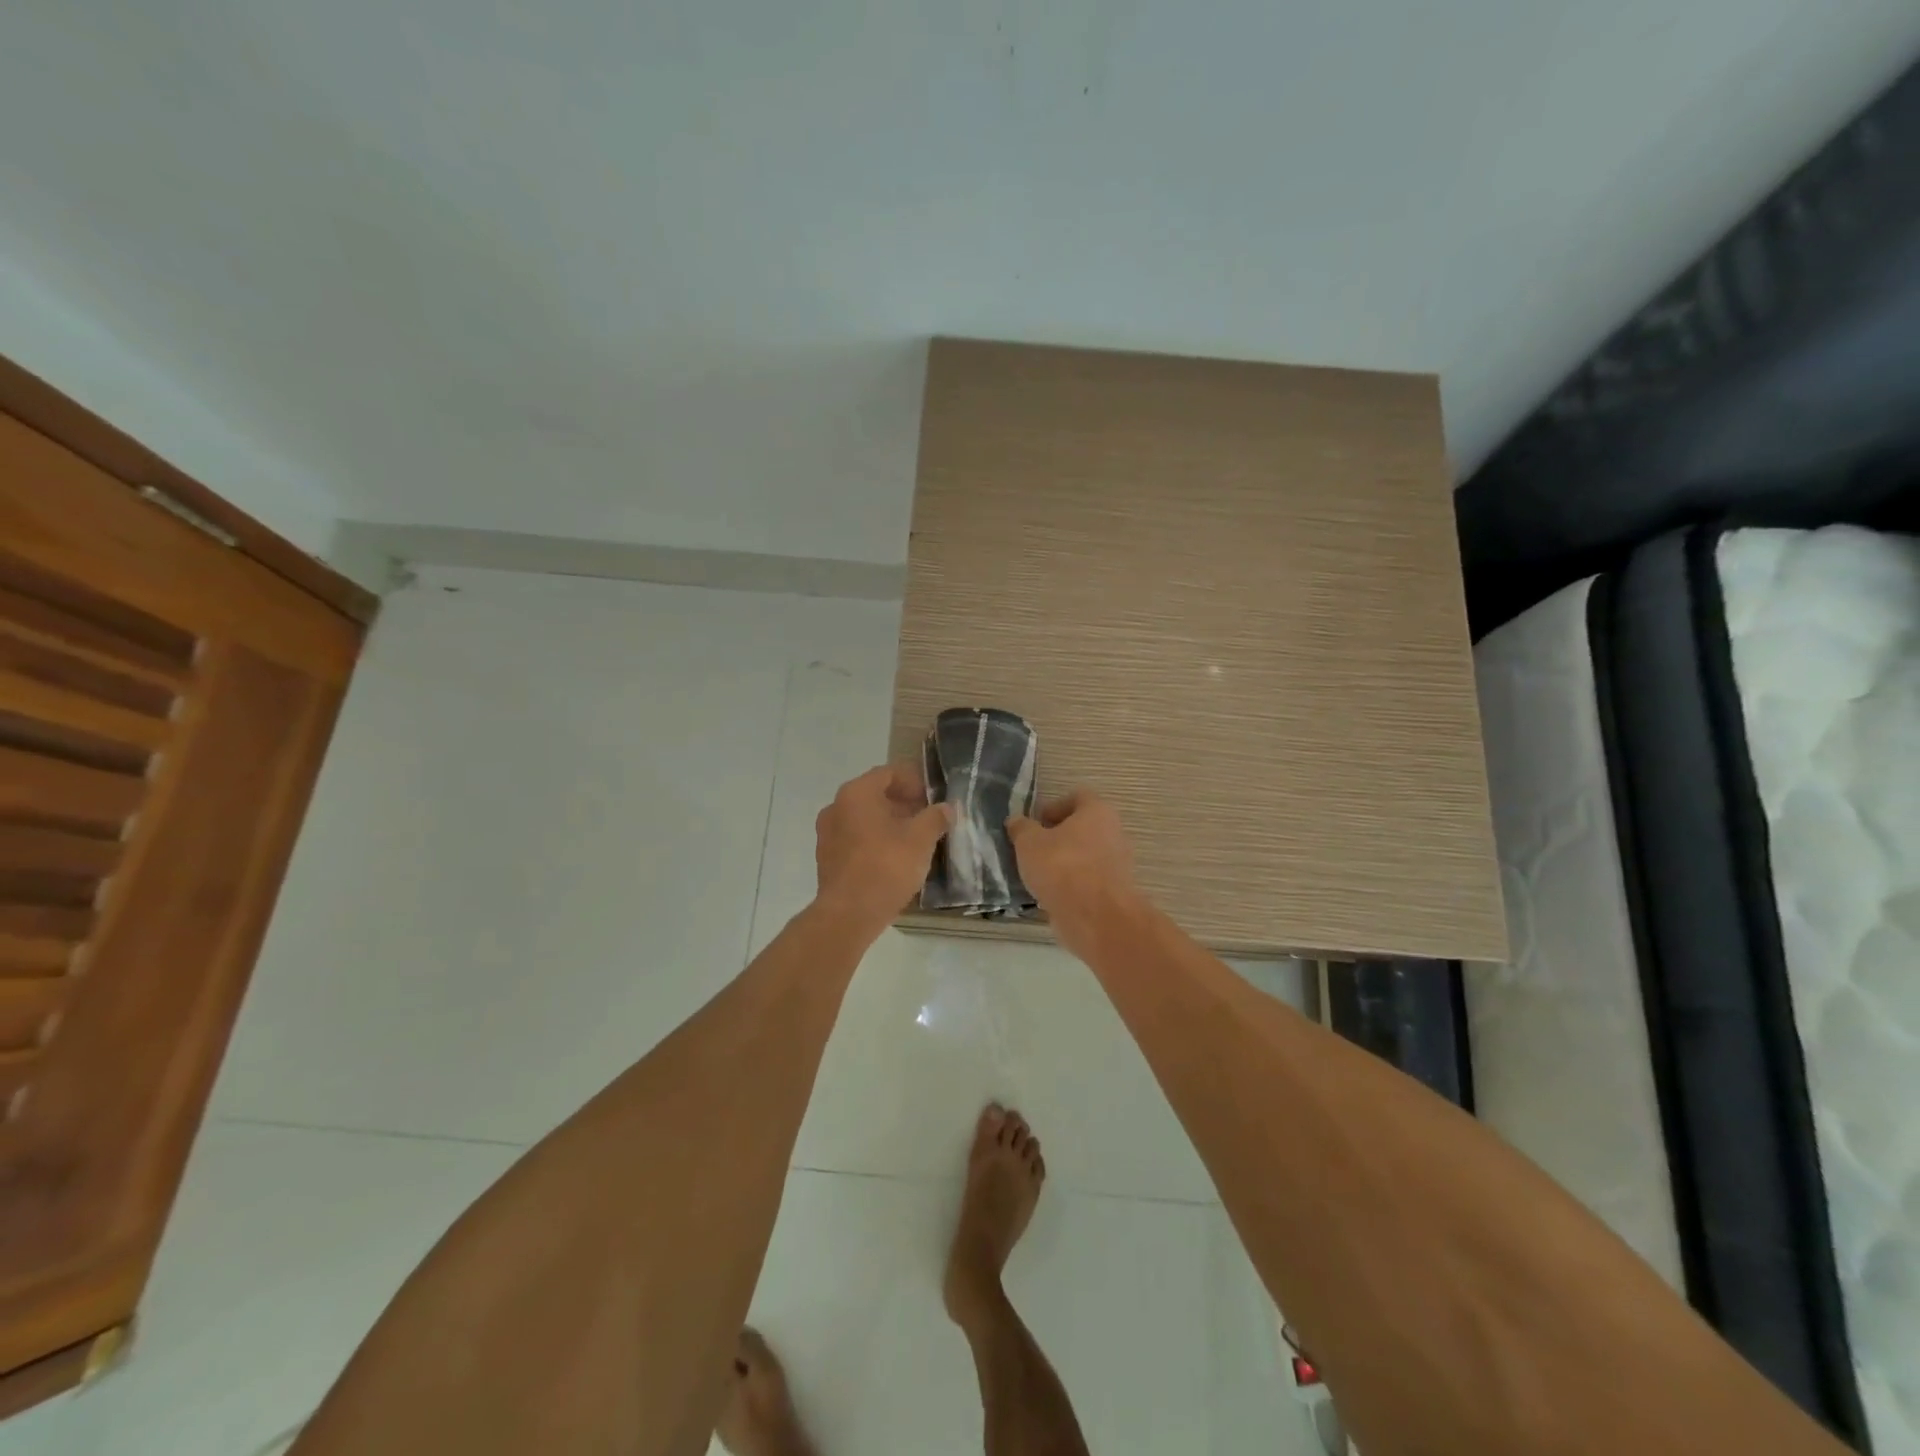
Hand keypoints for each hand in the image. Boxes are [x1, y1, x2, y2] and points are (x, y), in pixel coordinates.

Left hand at [814, 764, 952, 935]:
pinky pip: (856, 839)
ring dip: (891, 823)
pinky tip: (896, 858)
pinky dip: (876, 840)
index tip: (934, 797)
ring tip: (916, 839)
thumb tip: (947, 808)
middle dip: (904, 803)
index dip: (915, 781)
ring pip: (865, 818)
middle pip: (875, 795)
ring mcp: (827, 833)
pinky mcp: (827, 858)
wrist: (849, 915)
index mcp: (856, 793)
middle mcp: (836, 807)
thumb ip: (936, 818)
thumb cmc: (886, 867)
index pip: (889, 773)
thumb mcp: (921, 839)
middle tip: (929, 818)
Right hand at [1005, 789, 1144, 952]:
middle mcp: (1114, 833)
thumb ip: (1021, 828)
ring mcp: (1118, 864)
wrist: (1095, 917)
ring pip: (1085, 856)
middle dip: (1057, 837)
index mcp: (1097, 812)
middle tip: (1032, 849)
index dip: (1053, 806)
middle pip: (1082, 828)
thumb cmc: (1061, 867)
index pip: (1077, 797)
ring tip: (1037, 875)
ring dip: (1063, 863)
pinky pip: (1088, 881)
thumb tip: (1017, 821)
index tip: (1035, 823)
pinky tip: (1050, 895)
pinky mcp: (1114, 892)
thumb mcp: (1029, 843)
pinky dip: (1071, 885)